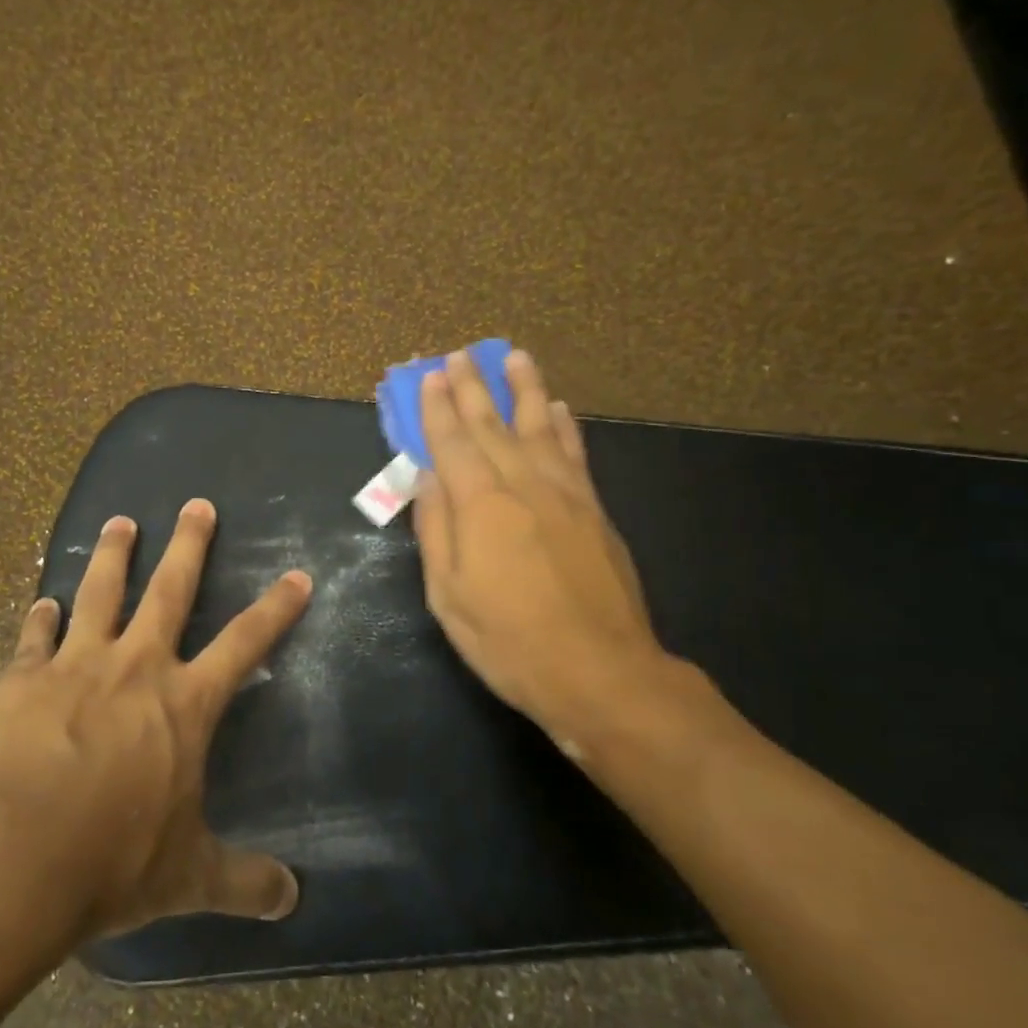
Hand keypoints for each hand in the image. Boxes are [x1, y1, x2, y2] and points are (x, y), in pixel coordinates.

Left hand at [0, 499, 312, 938]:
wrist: (11, 861)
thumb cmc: (113, 862)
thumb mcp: (188, 877)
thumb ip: (243, 882)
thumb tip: (294, 902)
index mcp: (184, 703)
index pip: (246, 643)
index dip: (276, 608)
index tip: (297, 575)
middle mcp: (136, 668)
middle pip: (170, 590)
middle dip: (189, 545)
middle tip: (196, 504)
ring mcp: (74, 666)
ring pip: (100, 593)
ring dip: (113, 554)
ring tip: (120, 521)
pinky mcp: (20, 681)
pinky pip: (33, 637)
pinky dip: (40, 617)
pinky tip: (42, 600)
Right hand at [412, 348, 675, 751]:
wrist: (600, 672)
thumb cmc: (510, 641)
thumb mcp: (449, 596)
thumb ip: (436, 530)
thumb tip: (427, 478)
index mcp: (480, 505)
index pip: (452, 443)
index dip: (438, 408)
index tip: (430, 376)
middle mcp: (523, 485)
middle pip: (492, 425)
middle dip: (473, 388)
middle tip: (460, 355)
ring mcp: (565, 494)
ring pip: (539, 427)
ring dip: (525, 389)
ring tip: (515, 357)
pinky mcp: (594, 510)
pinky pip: (575, 454)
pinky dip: (564, 426)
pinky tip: (558, 409)